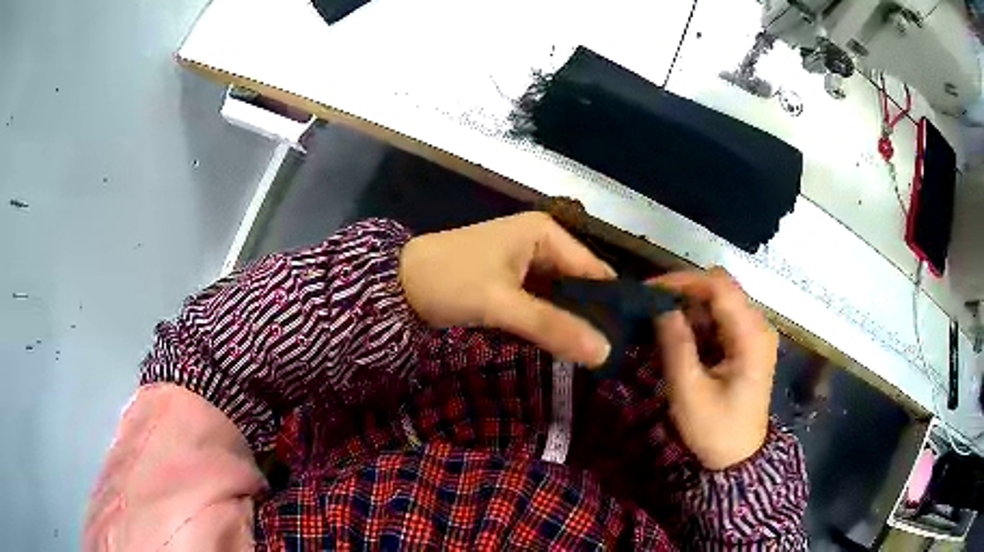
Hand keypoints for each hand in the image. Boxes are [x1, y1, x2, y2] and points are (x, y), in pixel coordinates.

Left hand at [399, 212, 615, 366]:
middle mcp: (543, 243)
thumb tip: (605, 353)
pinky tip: (564, 347)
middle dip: (592, 317)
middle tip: (609, 357)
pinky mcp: (513, 283)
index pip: (595, 270)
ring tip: (593, 358)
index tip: (626, 343)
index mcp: (546, 233)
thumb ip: (552, 327)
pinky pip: (543, 304)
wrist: (396, 284)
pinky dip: (551, 323)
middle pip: (580, 284)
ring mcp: (527, 263)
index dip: (611, 305)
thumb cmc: (449, 280)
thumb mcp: (501, 303)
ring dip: (572, 323)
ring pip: (562, 297)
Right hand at [653, 268, 776, 469]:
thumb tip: (659, 307)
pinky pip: (721, 318)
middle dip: (684, 292)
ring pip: (719, 301)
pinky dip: (697, 322)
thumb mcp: (689, 392)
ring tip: (657, 323)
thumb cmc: (716, 430)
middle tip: (649, 307)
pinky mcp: (748, 343)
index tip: (649, 291)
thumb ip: (676, 346)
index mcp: (752, 335)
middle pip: (721, 289)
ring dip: (689, 308)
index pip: (719, 286)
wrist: (738, 459)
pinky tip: (677, 337)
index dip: (684, 281)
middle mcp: (759, 325)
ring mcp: (755, 333)